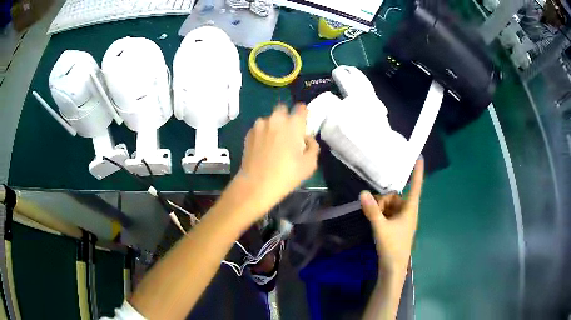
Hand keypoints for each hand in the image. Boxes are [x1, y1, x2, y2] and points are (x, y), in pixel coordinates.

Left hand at [232, 104, 319, 221]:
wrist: (256, 185)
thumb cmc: (286, 175)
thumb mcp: (309, 164)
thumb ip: (312, 146)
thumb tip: (306, 138)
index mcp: (293, 124)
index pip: (301, 108)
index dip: (303, 114)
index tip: (303, 125)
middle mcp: (276, 119)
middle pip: (283, 109)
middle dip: (287, 118)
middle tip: (288, 134)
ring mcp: (260, 125)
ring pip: (270, 119)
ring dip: (274, 126)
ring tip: (274, 144)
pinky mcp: (248, 133)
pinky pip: (260, 128)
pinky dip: (263, 134)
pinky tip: (263, 149)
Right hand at [360, 159, 423, 272]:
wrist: (393, 267)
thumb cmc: (392, 247)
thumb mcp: (381, 228)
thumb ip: (372, 211)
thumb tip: (363, 193)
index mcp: (410, 209)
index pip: (416, 186)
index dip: (418, 172)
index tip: (419, 157)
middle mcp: (408, 212)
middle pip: (396, 196)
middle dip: (384, 200)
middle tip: (373, 210)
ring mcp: (402, 219)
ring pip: (390, 205)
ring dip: (380, 208)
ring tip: (373, 218)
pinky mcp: (396, 226)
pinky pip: (388, 213)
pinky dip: (381, 214)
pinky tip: (374, 220)